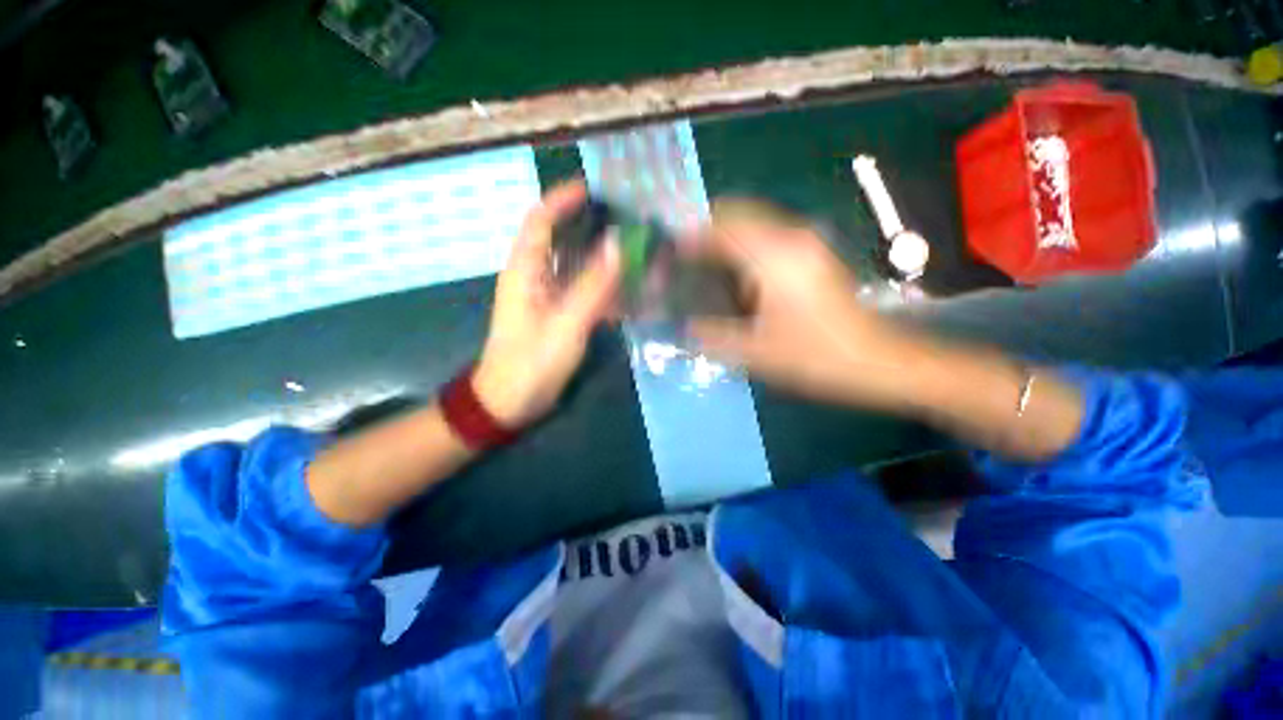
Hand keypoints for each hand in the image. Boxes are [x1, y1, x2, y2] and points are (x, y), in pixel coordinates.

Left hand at [473, 181, 620, 427]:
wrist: (510, 402)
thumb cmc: (532, 362)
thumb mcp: (567, 322)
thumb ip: (594, 284)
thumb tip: (619, 242)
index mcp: (525, 271)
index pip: (540, 221)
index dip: (562, 199)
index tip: (593, 188)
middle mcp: (533, 277)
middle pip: (559, 239)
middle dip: (588, 226)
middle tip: (623, 220)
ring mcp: (546, 298)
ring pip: (573, 266)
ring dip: (599, 258)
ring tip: (632, 250)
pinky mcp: (557, 316)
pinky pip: (581, 292)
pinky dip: (602, 287)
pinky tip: (625, 289)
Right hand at [688, 199, 915, 407]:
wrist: (877, 360)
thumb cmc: (816, 357)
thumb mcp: (756, 353)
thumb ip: (713, 335)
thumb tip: (684, 326)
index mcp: (774, 258)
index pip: (721, 230)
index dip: (689, 238)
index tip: (667, 254)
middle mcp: (790, 238)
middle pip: (736, 214)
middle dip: (703, 229)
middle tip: (680, 256)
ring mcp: (805, 242)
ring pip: (752, 221)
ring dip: (723, 235)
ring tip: (699, 262)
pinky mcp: (811, 253)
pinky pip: (766, 233)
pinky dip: (741, 242)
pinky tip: (732, 271)